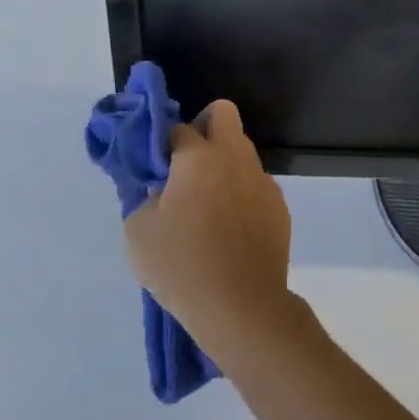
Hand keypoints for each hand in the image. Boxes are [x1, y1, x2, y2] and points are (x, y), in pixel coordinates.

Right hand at [124, 101, 297, 364]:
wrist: (242, 306)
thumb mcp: (139, 231)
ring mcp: (262, 179)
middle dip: (203, 126)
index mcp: (199, 157)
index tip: (154, 168)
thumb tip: (160, 185)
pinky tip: (229, 228)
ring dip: (223, 163)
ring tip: (205, 206)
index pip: (177, 128)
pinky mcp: (278, 204)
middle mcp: (235, 157)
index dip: (162, 144)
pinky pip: (254, 183)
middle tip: (185, 165)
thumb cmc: (183, 266)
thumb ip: (145, 195)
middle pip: (223, 113)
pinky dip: (240, 192)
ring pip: (241, 150)